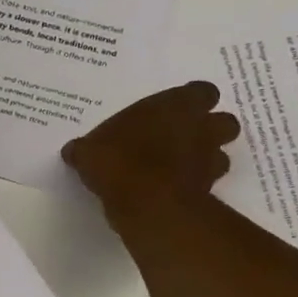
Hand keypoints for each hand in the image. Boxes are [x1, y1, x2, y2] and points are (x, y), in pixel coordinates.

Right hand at [62, 81, 240, 223]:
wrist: (147, 204)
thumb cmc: (120, 162)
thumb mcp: (90, 152)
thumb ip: (86, 149)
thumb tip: (73, 151)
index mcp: (176, 106)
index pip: (202, 92)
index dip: (191, 101)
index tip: (174, 111)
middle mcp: (201, 128)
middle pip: (224, 122)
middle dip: (208, 130)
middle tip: (182, 139)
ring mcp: (209, 160)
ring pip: (222, 154)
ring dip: (206, 159)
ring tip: (180, 168)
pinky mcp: (209, 190)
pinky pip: (208, 183)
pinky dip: (196, 185)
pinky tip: (173, 191)